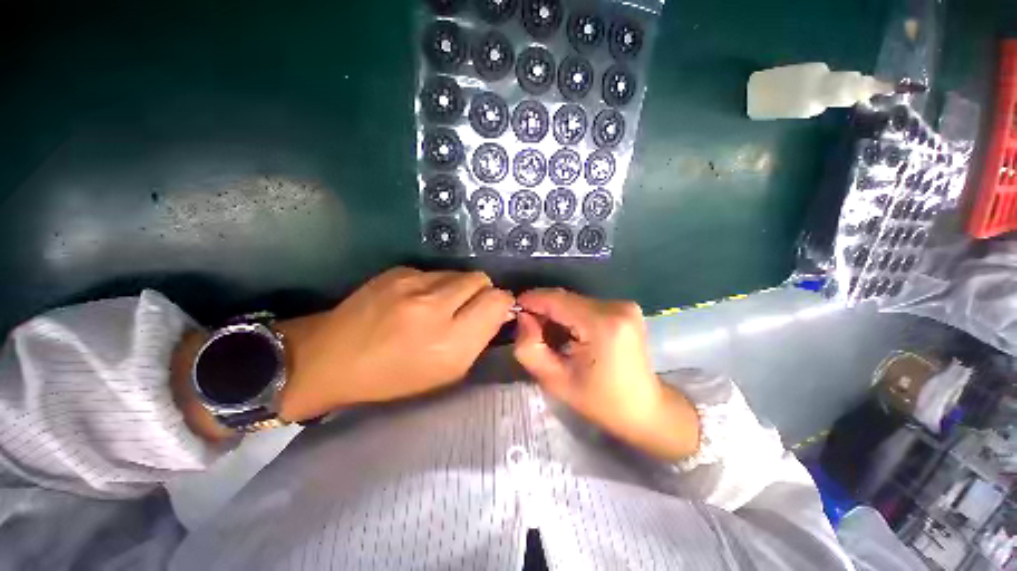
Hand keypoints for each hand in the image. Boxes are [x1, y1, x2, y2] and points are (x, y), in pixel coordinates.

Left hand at [276, 268, 514, 421]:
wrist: (331, 358)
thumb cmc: (394, 376)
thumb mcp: (446, 372)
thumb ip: (479, 339)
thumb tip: (498, 311)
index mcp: (451, 342)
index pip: (497, 301)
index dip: (501, 303)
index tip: (494, 312)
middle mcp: (435, 307)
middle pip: (481, 279)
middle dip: (482, 292)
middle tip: (467, 308)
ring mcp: (413, 284)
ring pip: (459, 273)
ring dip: (458, 287)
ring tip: (439, 305)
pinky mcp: (397, 271)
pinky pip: (434, 272)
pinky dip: (435, 284)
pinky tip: (416, 300)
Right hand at [513, 289, 699, 460]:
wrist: (645, 409)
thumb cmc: (600, 401)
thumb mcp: (555, 381)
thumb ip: (529, 348)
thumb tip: (522, 317)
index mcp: (601, 324)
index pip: (555, 299)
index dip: (531, 301)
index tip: (514, 312)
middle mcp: (616, 306)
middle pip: (564, 298)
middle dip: (543, 310)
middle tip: (530, 331)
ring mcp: (624, 304)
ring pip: (574, 300)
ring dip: (557, 314)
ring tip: (551, 337)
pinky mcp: (625, 307)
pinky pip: (586, 305)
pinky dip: (571, 315)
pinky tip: (570, 335)